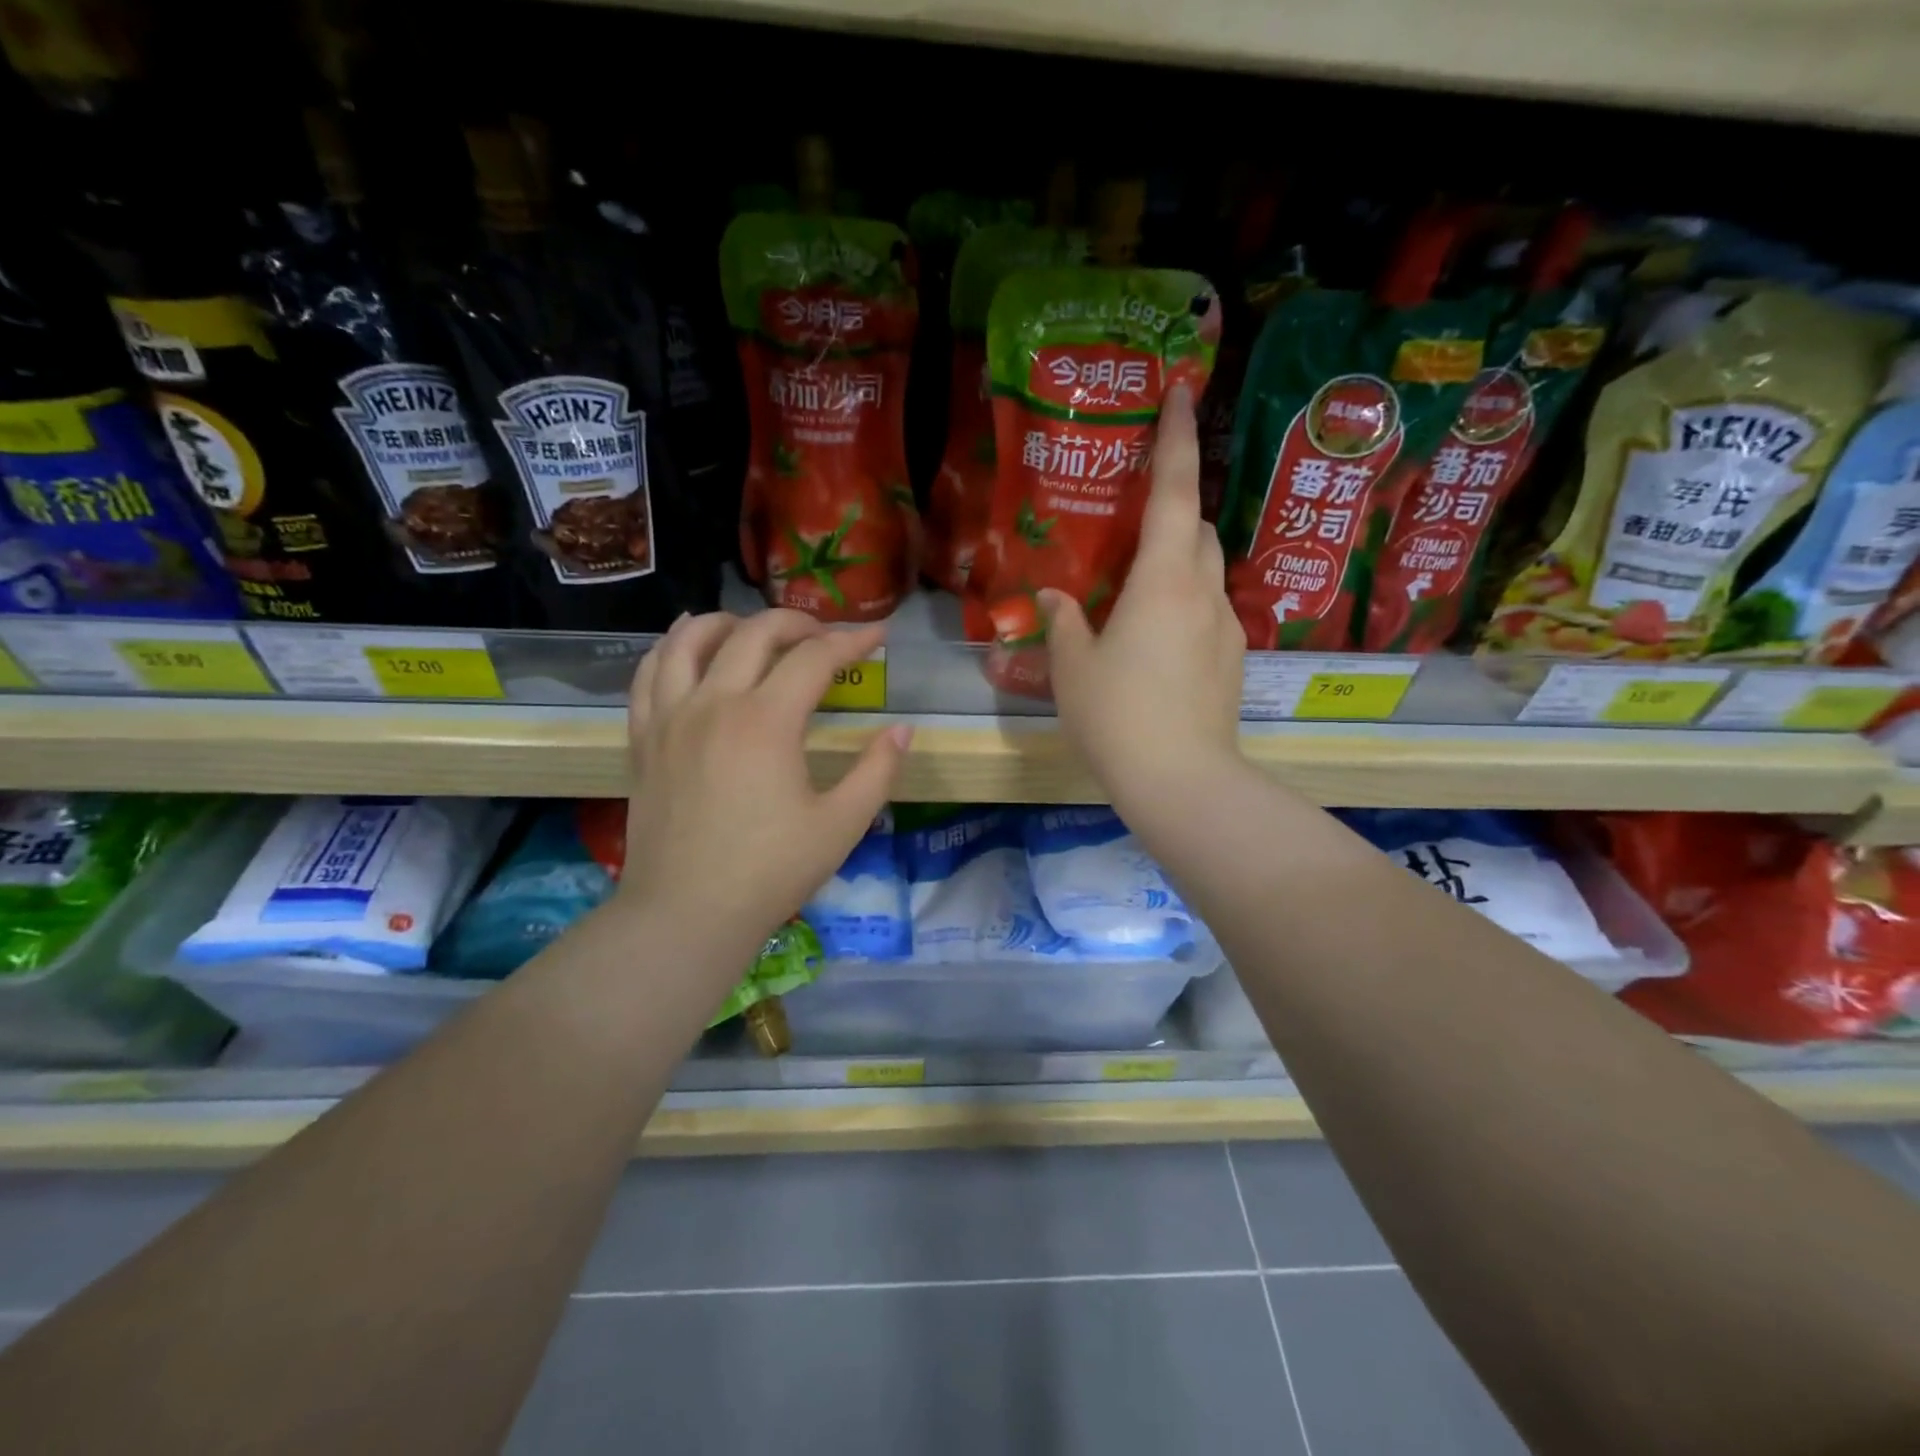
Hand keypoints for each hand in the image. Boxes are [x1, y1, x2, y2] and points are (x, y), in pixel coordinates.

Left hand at [619, 611, 910, 974]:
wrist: (685, 914)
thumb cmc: (769, 872)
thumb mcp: (841, 826)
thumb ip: (877, 771)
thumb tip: (902, 730)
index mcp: (767, 721)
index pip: (815, 658)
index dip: (852, 641)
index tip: (877, 636)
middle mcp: (715, 703)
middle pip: (754, 633)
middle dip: (797, 621)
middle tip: (824, 635)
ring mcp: (671, 717)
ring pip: (691, 639)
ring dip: (729, 621)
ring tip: (753, 628)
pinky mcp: (643, 738)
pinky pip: (649, 673)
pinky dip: (671, 647)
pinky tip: (686, 646)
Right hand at [1041, 385, 1246, 823]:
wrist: (1181, 780)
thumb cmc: (1117, 715)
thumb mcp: (1072, 667)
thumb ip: (1063, 621)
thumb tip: (1053, 596)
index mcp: (1163, 580)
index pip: (1174, 490)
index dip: (1177, 437)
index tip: (1183, 391)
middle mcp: (1203, 591)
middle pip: (1196, 527)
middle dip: (1172, 508)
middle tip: (1133, 519)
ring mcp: (1225, 627)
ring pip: (1204, 570)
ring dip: (1176, 560)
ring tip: (1137, 587)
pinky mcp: (1231, 659)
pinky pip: (1207, 610)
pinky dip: (1183, 603)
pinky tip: (1154, 640)